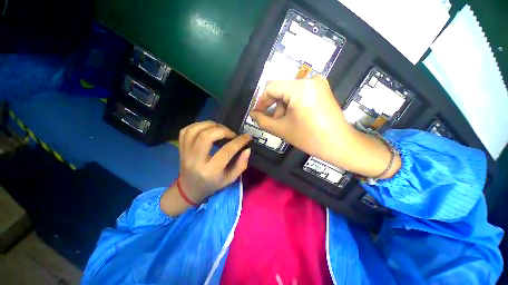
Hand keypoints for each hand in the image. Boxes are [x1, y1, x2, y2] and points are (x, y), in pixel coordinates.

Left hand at [177, 121, 251, 203]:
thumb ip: (241, 165)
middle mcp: (195, 161)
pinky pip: (186, 130)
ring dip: (211, 125)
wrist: (190, 189)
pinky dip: (199, 125)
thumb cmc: (213, 184)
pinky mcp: (180, 148)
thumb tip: (247, 149)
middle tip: (231, 134)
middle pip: (206, 137)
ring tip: (220, 129)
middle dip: (223, 130)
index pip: (226, 151)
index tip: (247, 137)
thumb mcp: (230, 179)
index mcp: (210, 172)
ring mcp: (185, 153)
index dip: (239, 141)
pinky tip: (208, 129)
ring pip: (195, 130)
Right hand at [250, 76, 400, 177]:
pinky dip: (292, 104)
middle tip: (271, 121)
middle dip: (273, 105)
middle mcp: (309, 79)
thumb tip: (252, 114)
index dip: (261, 101)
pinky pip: (299, 93)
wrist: (340, 144)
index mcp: (299, 88)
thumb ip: (263, 120)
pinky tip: (293, 117)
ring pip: (289, 91)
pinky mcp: (321, 89)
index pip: (271, 87)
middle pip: (281, 89)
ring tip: (284, 122)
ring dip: (283, 106)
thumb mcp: (282, 129)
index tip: (257, 113)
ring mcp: (318, 83)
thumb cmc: (310, 138)